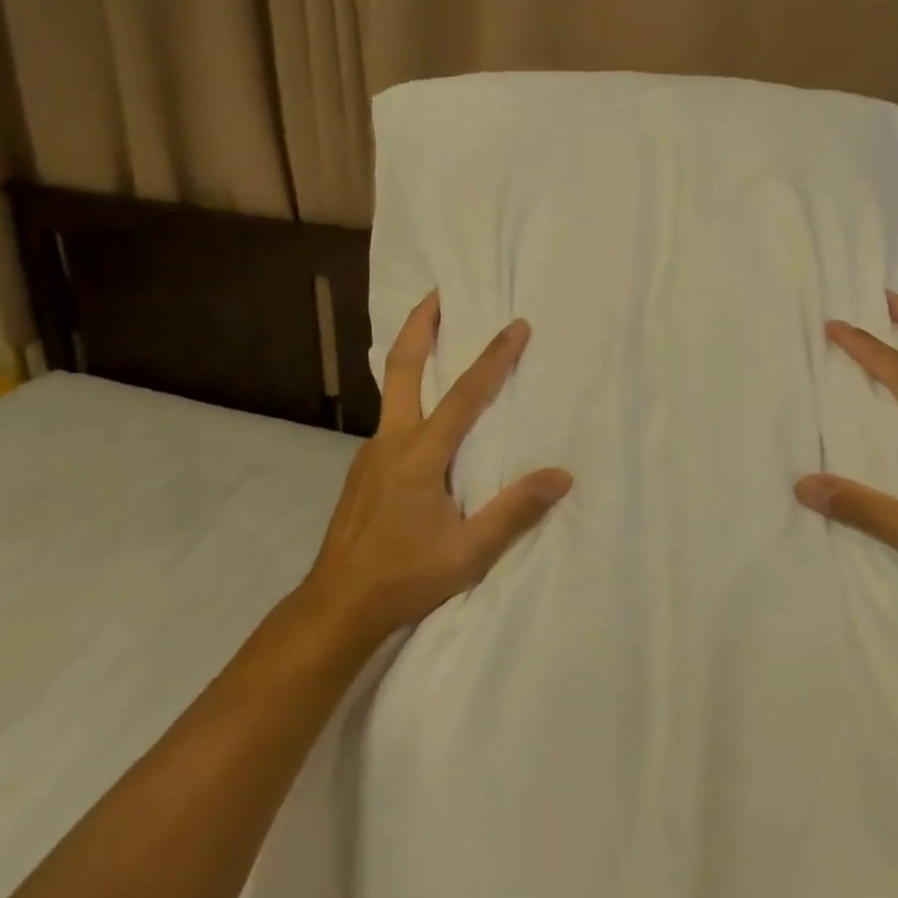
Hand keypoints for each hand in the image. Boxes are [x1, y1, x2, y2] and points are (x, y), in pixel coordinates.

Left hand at [300, 292, 572, 647]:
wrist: (336, 605)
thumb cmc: (405, 578)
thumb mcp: (467, 554)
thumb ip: (513, 511)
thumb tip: (561, 475)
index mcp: (419, 457)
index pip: (464, 396)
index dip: (493, 358)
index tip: (516, 326)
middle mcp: (391, 441)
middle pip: (402, 367)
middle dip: (420, 325)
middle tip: (437, 293)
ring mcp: (371, 451)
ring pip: (392, 390)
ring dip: (413, 355)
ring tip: (437, 338)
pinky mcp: (363, 466)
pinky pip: (391, 416)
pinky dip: (410, 394)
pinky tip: (425, 413)